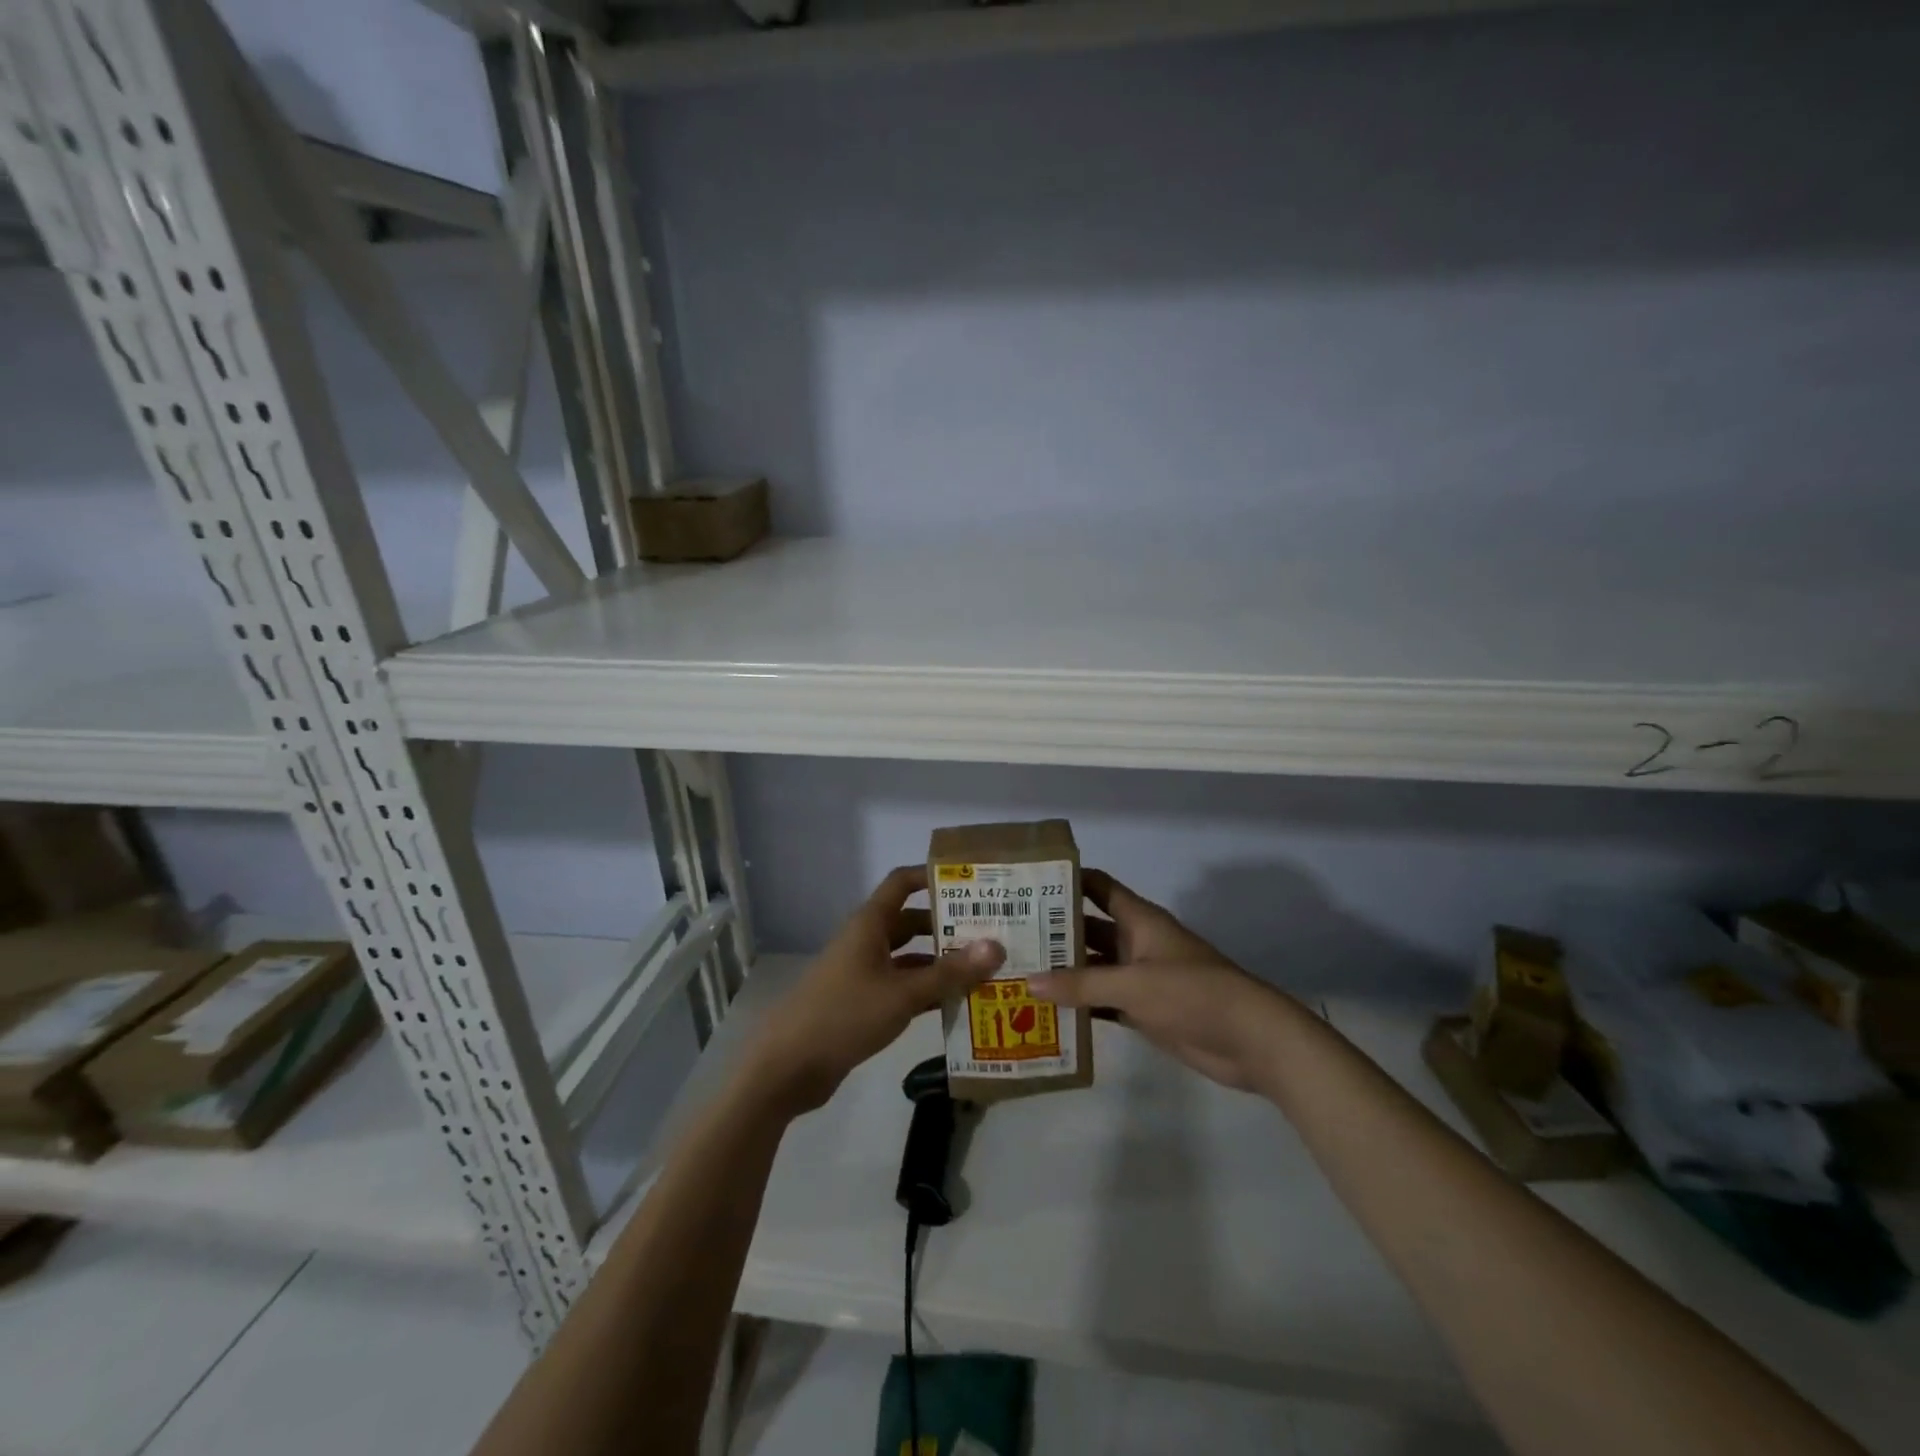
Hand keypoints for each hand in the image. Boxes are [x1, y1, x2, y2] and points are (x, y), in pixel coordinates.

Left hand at [745, 867, 1003, 1116]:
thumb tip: (997, 946)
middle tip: (993, 931)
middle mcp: (867, 941)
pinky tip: (960, 1004)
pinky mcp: (864, 1004)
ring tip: (986, 968)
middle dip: (948, 925)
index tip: (971, 881)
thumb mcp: (902, 994)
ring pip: (910, 958)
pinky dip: (928, 991)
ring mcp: (864, 973)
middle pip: (912, 922)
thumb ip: (950, 973)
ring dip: (942, 962)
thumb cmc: (844, 1015)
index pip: (902, 883)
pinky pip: (903, 987)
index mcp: (870, 924)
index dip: (932, 876)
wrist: (788, 1067)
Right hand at [1031, 870, 1294, 1092]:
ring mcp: (1140, 977)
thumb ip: (1081, 984)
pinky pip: (1103, 1001)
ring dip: (1063, 970)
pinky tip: (1046, 1011)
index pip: (1098, 887)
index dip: (1067, 880)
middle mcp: (1136, 942)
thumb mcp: (1134, 984)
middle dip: (1054, 931)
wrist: (1249, 1040)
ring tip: (1017, 972)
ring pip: (1093, 967)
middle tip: (1008, 935)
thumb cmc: (1193, 994)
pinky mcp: (1143, 1009)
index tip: (1028, 882)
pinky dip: (1080, 1004)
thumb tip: (1028, 981)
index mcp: (1139, 920)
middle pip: (1089, 928)